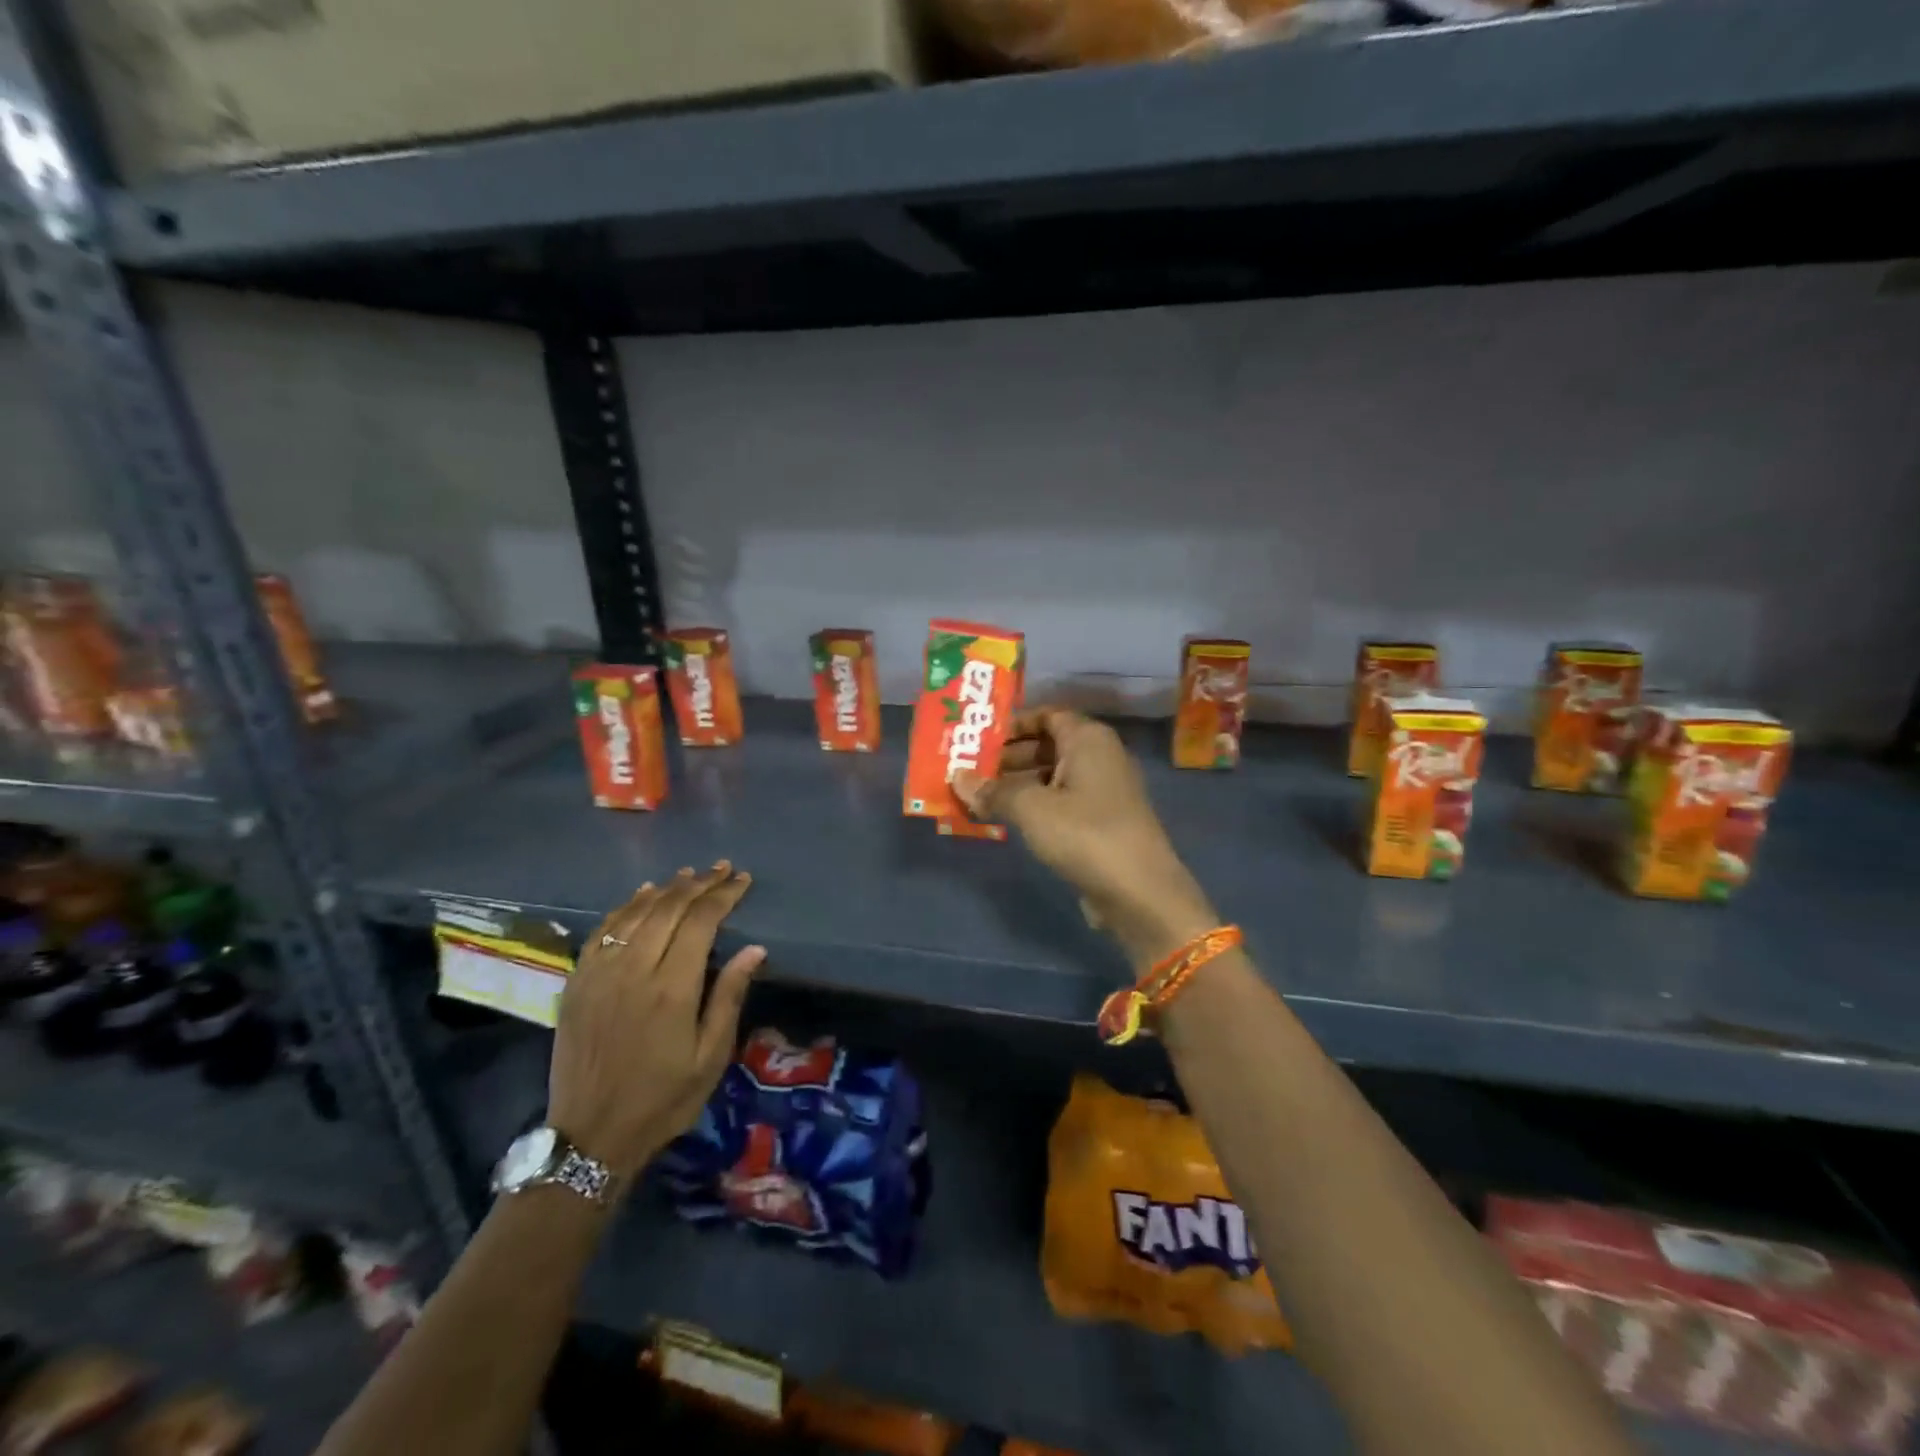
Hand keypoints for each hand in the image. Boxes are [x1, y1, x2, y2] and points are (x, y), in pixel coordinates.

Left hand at [552, 862, 764, 1181]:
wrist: (591, 1136)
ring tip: (688, 874)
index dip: (723, 895)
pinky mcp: (577, 983)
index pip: (701, 921)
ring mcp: (600, 974)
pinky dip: (625, 907)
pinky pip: (603, 931)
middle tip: (722, 869)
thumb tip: (754, 949)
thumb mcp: (710, 1057)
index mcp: (671, 988)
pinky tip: (641, 896)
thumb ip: (729, 996)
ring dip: (665, 889)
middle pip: (668, 909)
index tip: (742, 880)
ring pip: (634, 913)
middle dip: (699, 884)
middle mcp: (633, 970)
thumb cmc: (663, 1099)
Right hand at [953, 709, 1217, 968]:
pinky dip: (1033, 807)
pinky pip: (1060, 803)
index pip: (1047, 715)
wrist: (1140, 893)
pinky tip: (1004, 821)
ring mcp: (1102, 792)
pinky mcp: (1100, 823)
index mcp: (1088, 739)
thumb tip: (957, 778)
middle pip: (1047, 746)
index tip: (979, 738)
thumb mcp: (1031, 809)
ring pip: (1051, 777)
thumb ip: (993, 791)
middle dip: (1007, 758)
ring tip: (977, 798)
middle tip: (969, 771)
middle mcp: (1099, 757)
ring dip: (1016, 785)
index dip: (1013, 724)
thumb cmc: (1085, 834)